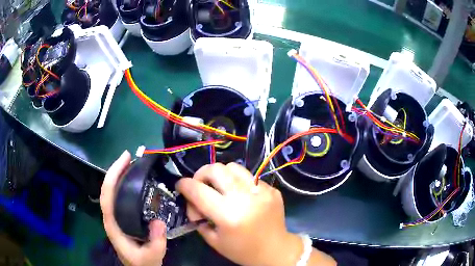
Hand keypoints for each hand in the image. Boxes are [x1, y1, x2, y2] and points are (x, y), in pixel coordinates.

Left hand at [100, 151, 166, 265]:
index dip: (113, 176)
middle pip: (108, 190)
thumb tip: (159, 221)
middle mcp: (111, 218)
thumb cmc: (142, 264)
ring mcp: (117, 217)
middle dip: (116, 171)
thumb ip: (155, 242)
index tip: (125, 160)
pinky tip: (136, 182)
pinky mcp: (123, 218)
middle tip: (130, 157)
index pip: (107, 196)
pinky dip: (125, 186)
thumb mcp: (152, 256)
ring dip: (120, 176)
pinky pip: (121, 198)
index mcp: (113, 225)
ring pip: (113, 192)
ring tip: (133, 165)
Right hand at [176, 163, 303, 265]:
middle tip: (200, 186)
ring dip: (221, 175)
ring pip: (233, 167)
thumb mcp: (213, 240)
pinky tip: (241, 196)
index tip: (180, 186)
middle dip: (201, 174)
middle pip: (216, 169)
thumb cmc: (242, 250)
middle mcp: (245, 198)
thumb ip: (198, 217)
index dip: (184, 185)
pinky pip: (249, 177)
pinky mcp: (272, 189)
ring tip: (221, 188)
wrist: (275, 250)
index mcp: (228, 216)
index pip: (198, 191)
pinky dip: (239, 182)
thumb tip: (192, 200)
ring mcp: (262, 191)